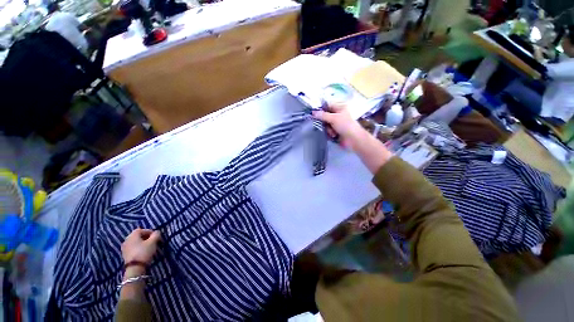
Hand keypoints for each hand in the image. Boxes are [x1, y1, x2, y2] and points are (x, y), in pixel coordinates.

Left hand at [121, 228, 160, 265]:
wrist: (134, 267)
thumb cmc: (143, 253)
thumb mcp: (152, 244)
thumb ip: (155, 236)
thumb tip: (158, 232)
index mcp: (134, 233)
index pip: (144, 230)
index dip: (151, 233)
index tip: (157, 238)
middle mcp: (128, 237)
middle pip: (138, 236)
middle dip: (146, 239)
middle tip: (152, 244)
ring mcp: (125, 245)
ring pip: (135, 242)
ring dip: (140, 244)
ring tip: (147, 250)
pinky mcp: (124, 253)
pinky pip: (132, 248)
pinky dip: (136, 249)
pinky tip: (140, 254)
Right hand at [312, 104, 366, 150]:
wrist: (354, 139)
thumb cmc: (346, 125)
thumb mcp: (334, 118)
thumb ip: (323, 115)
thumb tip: (313, 112)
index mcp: (340, 107)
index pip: (327, 105)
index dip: (321, 109)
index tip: (314, 113)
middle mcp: (339, 114)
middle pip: (325, 115)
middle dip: (325, 121)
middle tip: (325, 124)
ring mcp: (338, 122)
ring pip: (326, 124)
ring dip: (328, 129)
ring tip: (332, 132)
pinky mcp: (337, 130)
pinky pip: (329, 130)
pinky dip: (330, 133)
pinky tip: (334, 135)